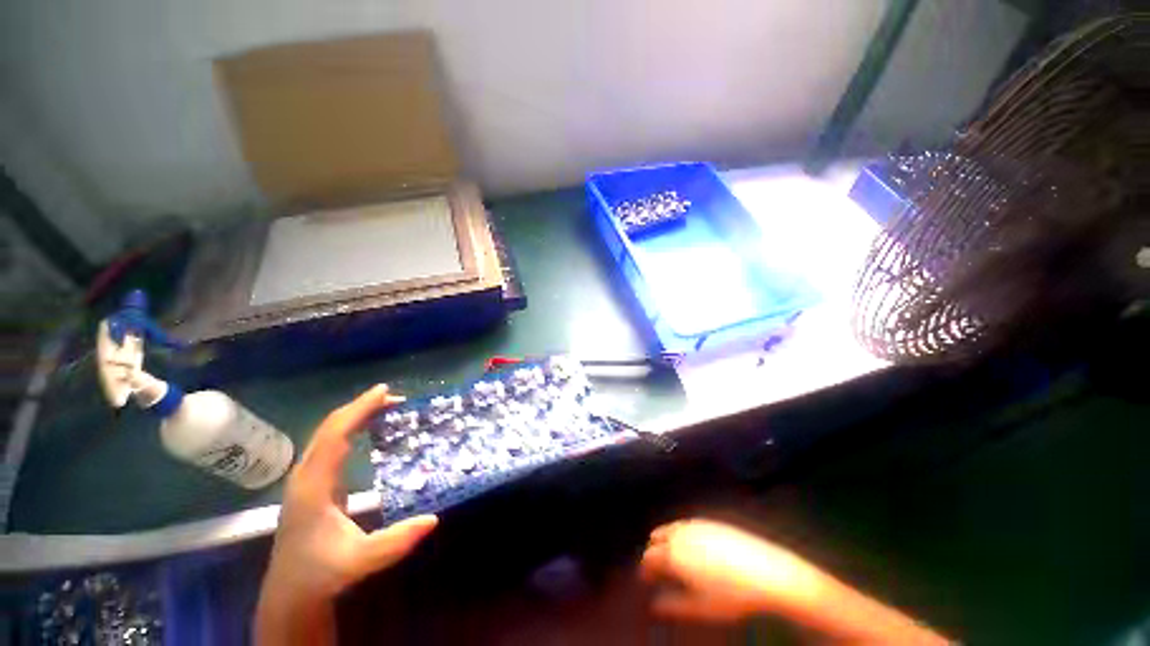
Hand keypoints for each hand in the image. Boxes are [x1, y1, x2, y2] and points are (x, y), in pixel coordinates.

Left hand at [256, 385, 437, 644]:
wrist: (291, 591)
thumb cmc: (322, 573)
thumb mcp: (360, 561)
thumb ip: (395, 542)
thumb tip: (434, 518)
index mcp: (314, 487)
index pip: (335, 436)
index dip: (359, 410)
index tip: (384, 392)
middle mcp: (306, 475)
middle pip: (329, 428)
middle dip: (361, 407)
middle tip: (395, 398)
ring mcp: (307, 478)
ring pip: (328, 434)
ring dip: (356, 415)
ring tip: (387, 407)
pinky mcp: (313, 482)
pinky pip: (331, 443)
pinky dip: (351, 428)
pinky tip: (369, 428)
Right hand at [640, 518, 950, 644]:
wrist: (770, 573)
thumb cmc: (733, 596)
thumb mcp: (701, 609)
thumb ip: (673, 605)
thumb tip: (654, 605)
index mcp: (674, 553)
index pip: (649, 558)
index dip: (645, 570)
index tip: (646, 581)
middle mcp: (681, 533)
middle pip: (656, 538)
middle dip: (653, 552)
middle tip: (658, 569)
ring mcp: (696, 524)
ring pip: (670, 528)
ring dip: (666, 541)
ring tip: (673, 557)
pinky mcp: (711, 521)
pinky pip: (686, 524)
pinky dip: (681, 533)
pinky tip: (693, 547)